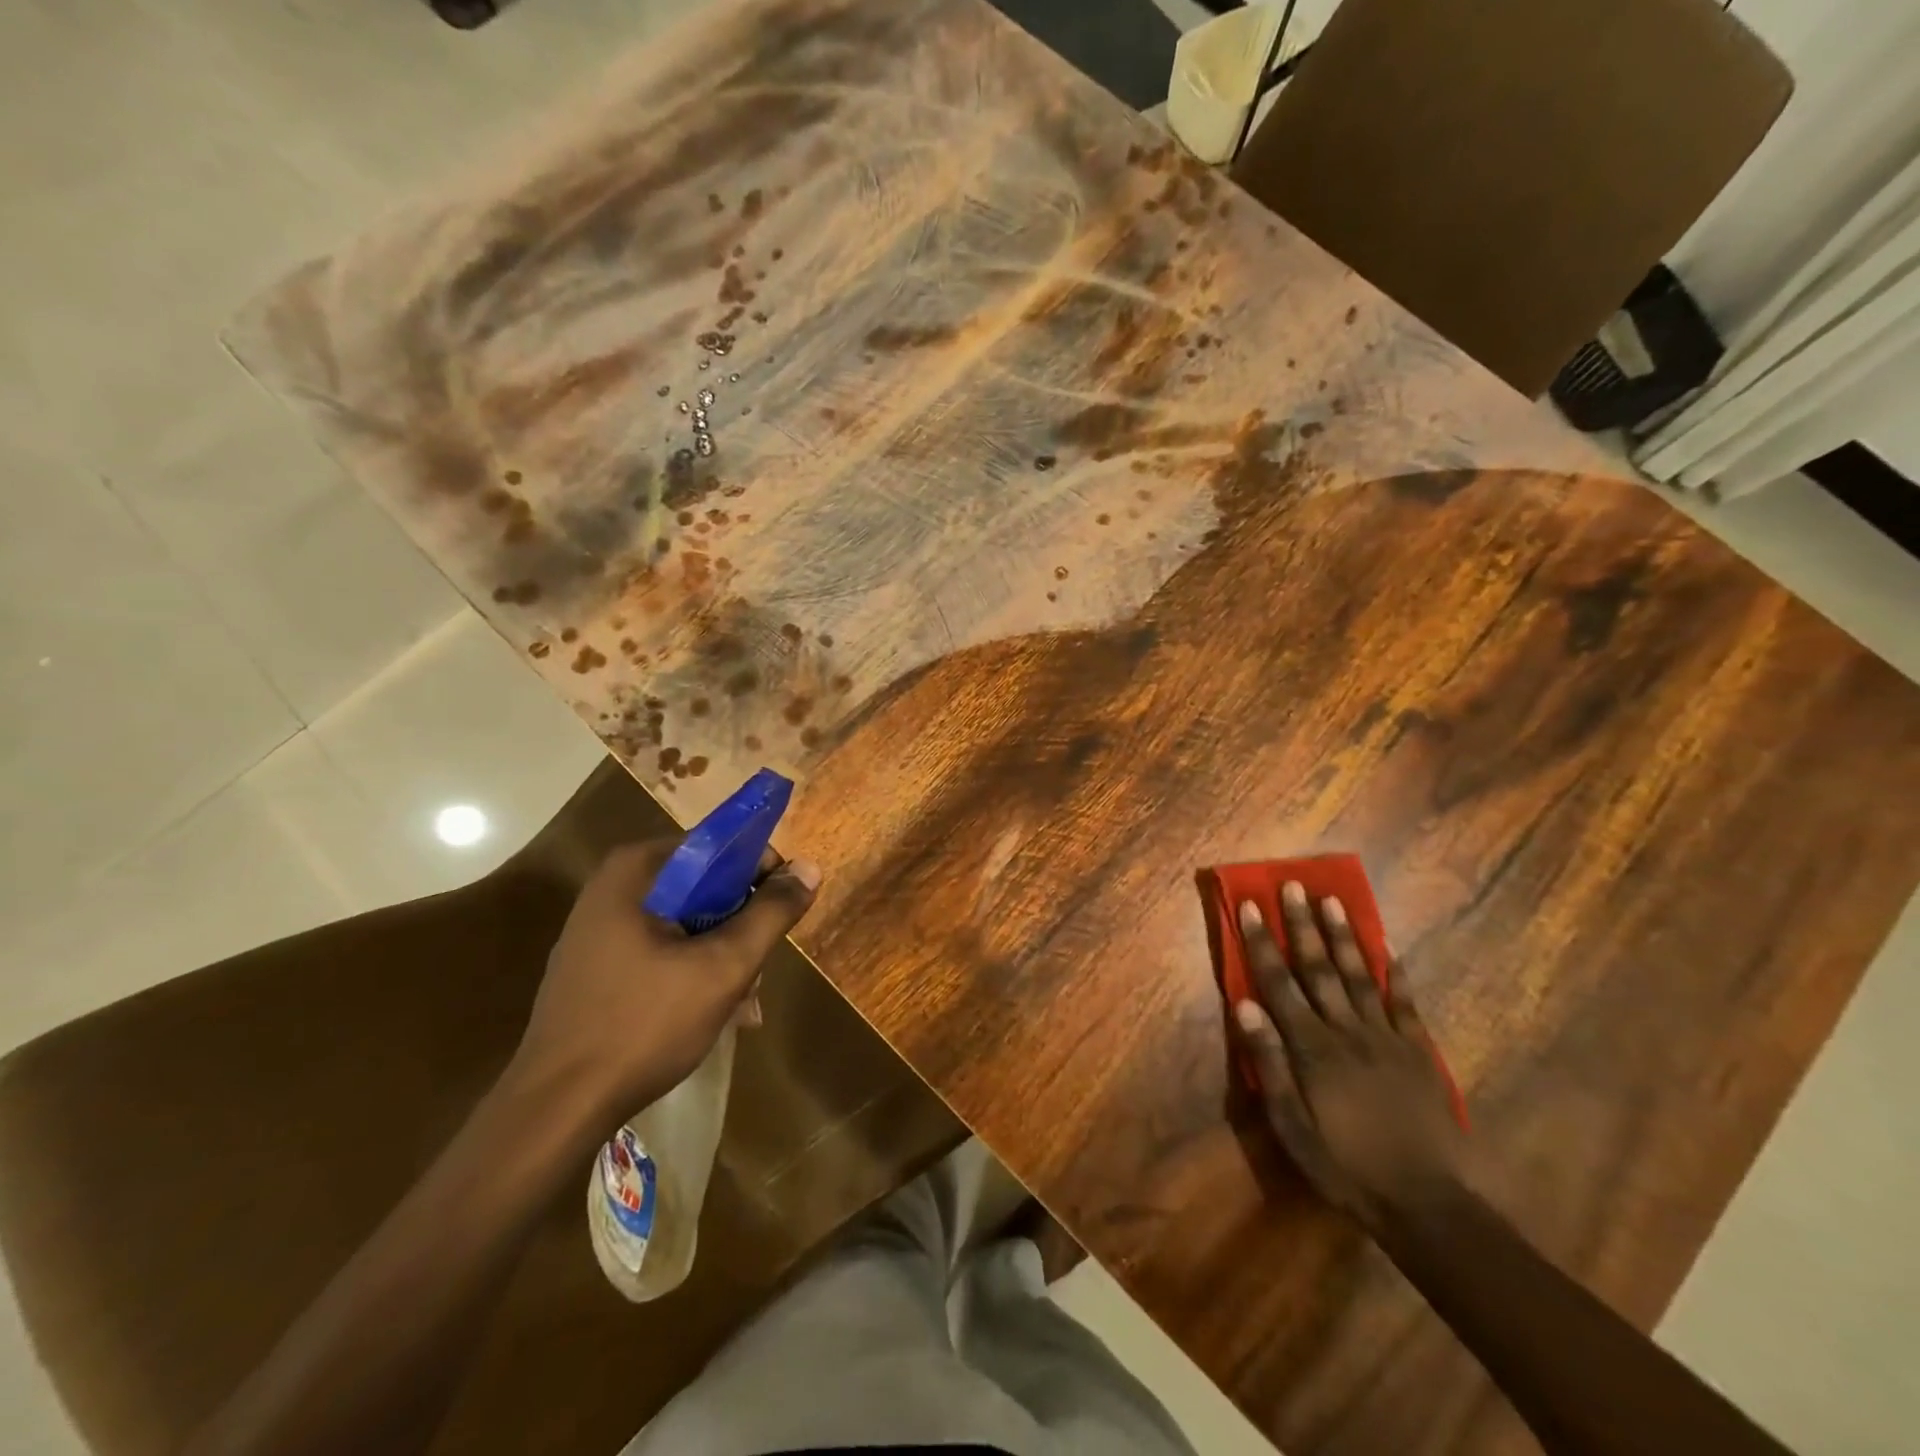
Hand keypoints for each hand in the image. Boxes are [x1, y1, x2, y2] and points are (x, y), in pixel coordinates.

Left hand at [511, 840, 820, 1119]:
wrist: (556, 1109)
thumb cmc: (644, 1025)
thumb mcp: (724, 967)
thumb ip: (771, 913)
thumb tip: (809, 868)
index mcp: (638, 870)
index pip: (722, 847)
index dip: (762, 877)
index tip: (780, 919)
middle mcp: (615, 886)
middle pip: (707, 887)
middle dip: (741, 930)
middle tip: (756, 976)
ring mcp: (601, 926)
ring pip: (688, 922)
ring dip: (722, 957)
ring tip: (742, 1008)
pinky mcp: (596, 963)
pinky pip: (662, 948)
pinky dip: (692, 971)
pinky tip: (711, 1014)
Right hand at [1231, 883, 1470, 1230]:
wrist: (1428, 1204)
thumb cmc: (1346, 1166)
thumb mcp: (1292, 1126)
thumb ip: (1269, 1064)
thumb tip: (1245, 1005)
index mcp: (1312, 1048)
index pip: (1279, 983)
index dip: (1262, 942)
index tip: (1250, 906)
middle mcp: (1347, 1030)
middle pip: (1319, 968)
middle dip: (1302, 925)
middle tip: (1293, 885)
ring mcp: (1387, 1037)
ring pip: (1359, 975)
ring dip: (1344, 936)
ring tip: (1333, 900)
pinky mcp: (1418, 1051)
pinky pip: (1404, 1002)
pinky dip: (1395, 973)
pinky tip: (1389, 947)